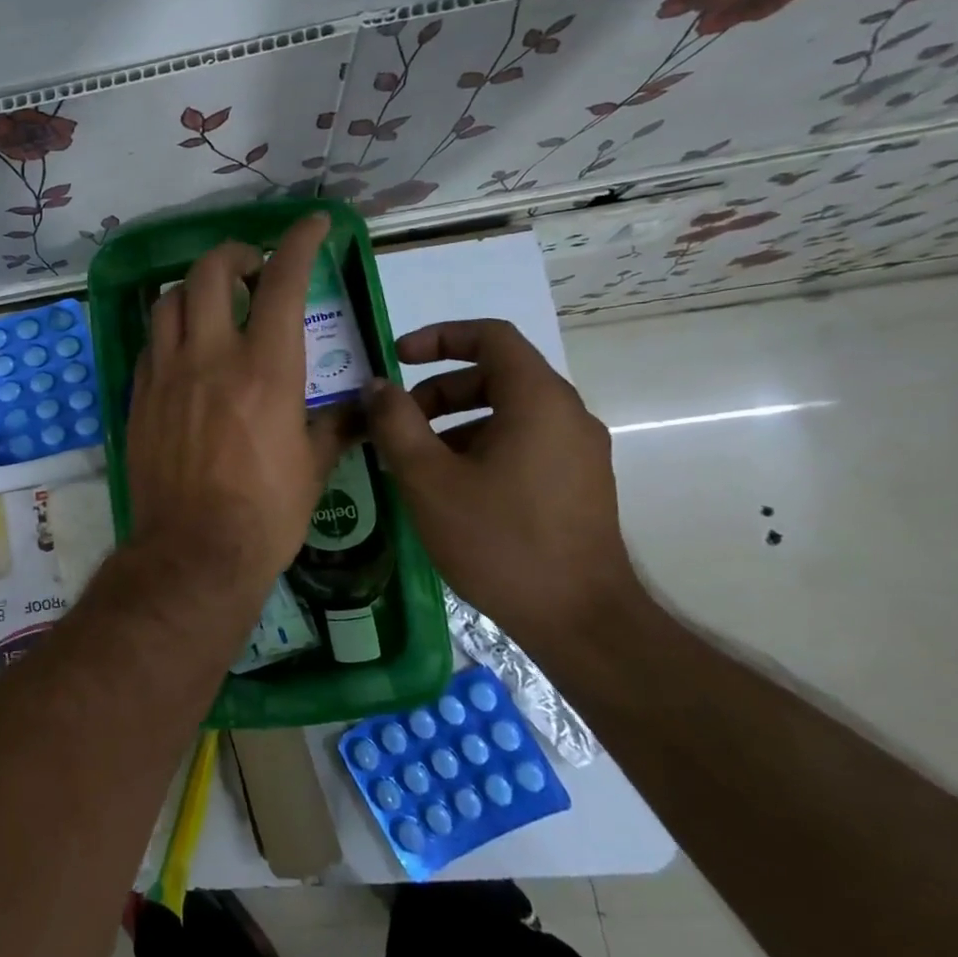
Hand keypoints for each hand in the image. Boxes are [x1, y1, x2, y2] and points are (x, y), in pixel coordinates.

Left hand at [125, 214, 350, 613]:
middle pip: (209, 272)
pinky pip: (149, 344)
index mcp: (266, 369)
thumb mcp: (315, 467)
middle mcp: (210, 358)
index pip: (282, 281)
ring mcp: (166, 375)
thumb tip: (361, 408)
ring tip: (211, 301)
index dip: (299, 241)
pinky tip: (183, 349)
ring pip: (167, 301)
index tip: (312, 225)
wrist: (194, 553)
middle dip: (234, 255)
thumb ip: (336, 425)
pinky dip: (169, 331)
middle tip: (251, 269)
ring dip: (193, 287)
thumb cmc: (266, 514)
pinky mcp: (140, 397)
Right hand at [361, 319, 638, 645]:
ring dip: (454, 422)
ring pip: (507, 412)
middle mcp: (567, 415)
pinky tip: (449, 489)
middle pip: (496, 375)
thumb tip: (377, 386)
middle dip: (438, 390)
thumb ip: (396, 423)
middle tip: (396, 423)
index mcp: (538, 400)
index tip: (396, 358)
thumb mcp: (428, 479)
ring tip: (414, 462)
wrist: (580, 621)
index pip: (490, 336)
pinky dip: (480, 446)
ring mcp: (578, 451)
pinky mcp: (578, 483)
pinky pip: (522, 442)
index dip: (438, 337)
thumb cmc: (499, 540)